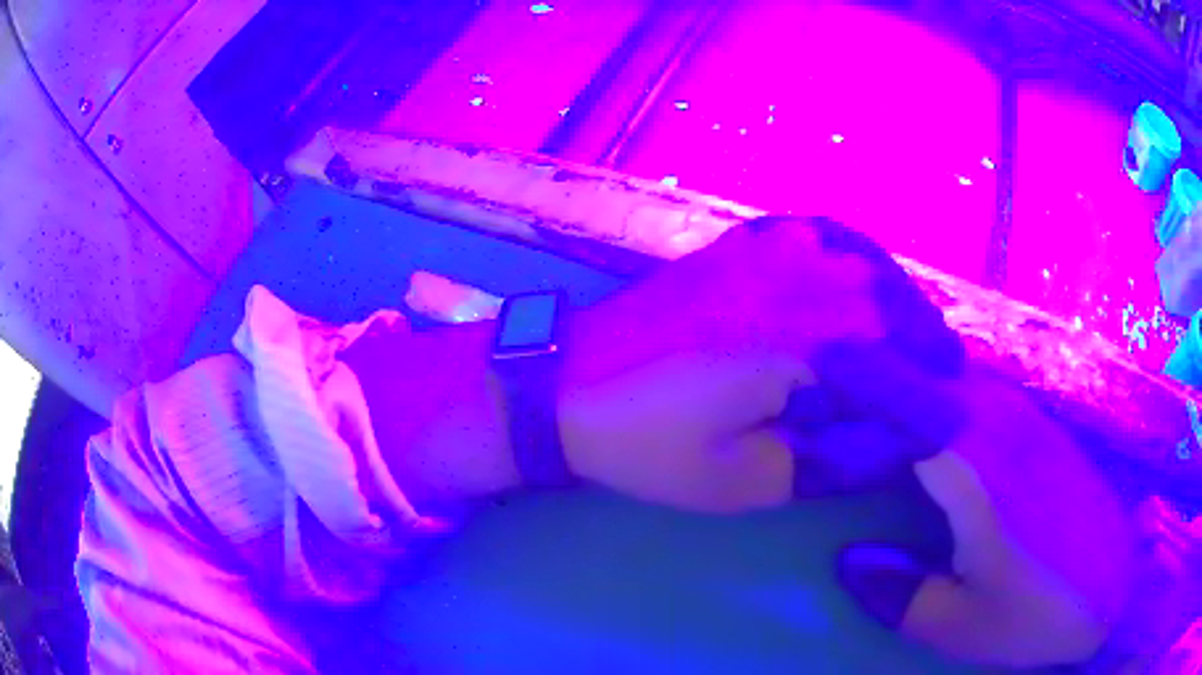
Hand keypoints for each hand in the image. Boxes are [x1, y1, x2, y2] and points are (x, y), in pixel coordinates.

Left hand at [558, 216, 967, 512]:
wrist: (567, 384)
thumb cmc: (648, 444)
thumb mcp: (743, 480)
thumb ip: (826, 460)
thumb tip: (884, 440)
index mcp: (801, 346)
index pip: (893, 374)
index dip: (927, 403)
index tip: (951, 423)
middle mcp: (796, 283)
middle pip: (890, 305)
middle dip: (926, 340)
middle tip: (947, 370)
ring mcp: (766, 251)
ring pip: (862, 261)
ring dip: (900, 296)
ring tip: (918, 330)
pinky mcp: (740, 244)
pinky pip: (820, 234)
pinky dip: (856, 254)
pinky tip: (864, 274)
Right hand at [834, 369, 1139, 668]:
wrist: (1115, 587)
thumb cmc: (1038, 612)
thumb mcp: (959, 625)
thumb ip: (899, 593)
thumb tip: (851, 559)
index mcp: (974, 465)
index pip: (904, 400)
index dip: (859, 380)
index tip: (817, 368)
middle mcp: (1000, 423)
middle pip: (929, 375)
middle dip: (880, 373)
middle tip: (838, 388)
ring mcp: (1027, 420)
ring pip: (957, 379)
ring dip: (915, 382)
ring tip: (879, 401)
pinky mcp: (1044, 430)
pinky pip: (984, 397)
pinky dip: (949, 399)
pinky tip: (938, 425)